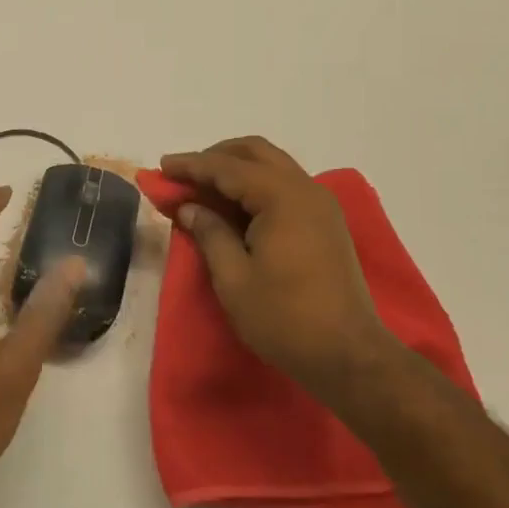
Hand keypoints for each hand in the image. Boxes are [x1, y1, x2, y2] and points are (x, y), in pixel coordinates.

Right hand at [159, 137, 396, 393]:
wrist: (348, 355)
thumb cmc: (284, 318)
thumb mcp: (234, 278)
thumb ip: (209, 233)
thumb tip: (189, 207)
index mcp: (282, 198)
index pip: (227, 168)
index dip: (191, 166)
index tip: (161, 166)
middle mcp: (306, 189)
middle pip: (255, 152)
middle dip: (216, 157)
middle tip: (183, 175)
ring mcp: (320, 205)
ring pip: (273, 166)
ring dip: (236, 169)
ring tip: (203, 189)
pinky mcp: (325, 222)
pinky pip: (285, 185)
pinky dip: (256, 185)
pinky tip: (234, 206)